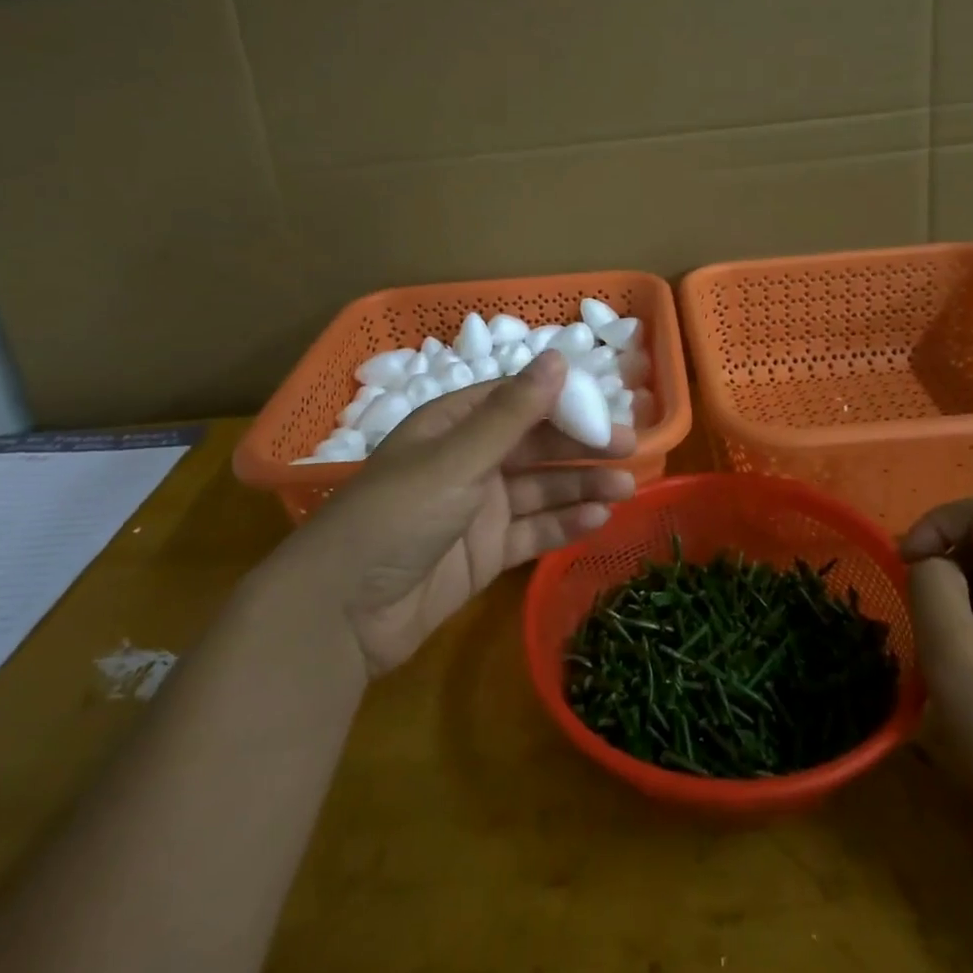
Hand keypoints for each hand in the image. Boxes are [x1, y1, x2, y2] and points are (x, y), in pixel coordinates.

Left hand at [283, 350, 636, 677]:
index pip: (516, 400)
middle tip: (629, 450)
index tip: (606, 408)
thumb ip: (512, 414)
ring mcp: (478, 509)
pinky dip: (563, 524)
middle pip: (534, 445)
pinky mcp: (485, 553)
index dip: (561, 401)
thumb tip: (557, 357)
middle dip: (580, 446)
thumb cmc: (397, 516)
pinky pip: (532, 531)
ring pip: (539, 489)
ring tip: (625, 488)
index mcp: (452, 426)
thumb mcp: (456, 459)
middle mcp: (468, 461)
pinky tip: (597, 520)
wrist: (343, 614)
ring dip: (580, 486)